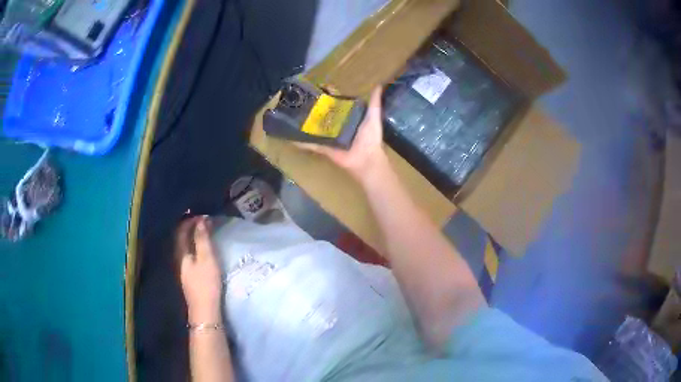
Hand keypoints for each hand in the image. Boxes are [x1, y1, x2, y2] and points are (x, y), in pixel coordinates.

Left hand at [176, 216, 222, 322]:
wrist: (204, 310)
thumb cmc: (206, 283)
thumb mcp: (207, 259)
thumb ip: (202, 239)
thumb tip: (201, 219)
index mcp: (180, 252)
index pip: (181, 229)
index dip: (190, 219)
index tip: (202, 214)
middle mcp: (178, 257)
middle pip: (180, 236)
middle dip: (189, 225)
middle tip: (203, 218)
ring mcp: (182, 266)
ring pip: (183, 244)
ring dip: (191, 235)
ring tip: (203, 229)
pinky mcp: (188, 273)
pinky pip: (187, 251)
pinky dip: (193, 243)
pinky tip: (200, 245)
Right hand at [297, 87, 388, 183]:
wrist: (366, 159)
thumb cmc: (370, 138)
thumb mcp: (373, 117)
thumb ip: (375, 102)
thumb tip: (379, 84)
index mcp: (348, 119)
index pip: (337, 105)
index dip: (329, 97)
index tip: (319, 88)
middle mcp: (337, 127)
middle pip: (323, 116)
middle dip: (314, 109)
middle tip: (300, 99)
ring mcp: (329, 138)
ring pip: (315, 129)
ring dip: (305, 123)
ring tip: (291, 113)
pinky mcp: (324, 147)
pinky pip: (311, 144)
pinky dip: (301, 142)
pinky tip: (290, 136)